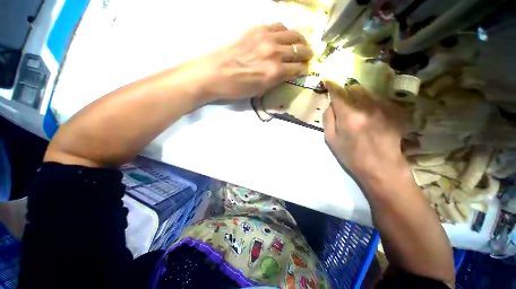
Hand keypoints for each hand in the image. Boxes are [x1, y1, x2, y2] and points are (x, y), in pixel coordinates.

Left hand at [192, 23, 312, 101]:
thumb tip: (286, 73)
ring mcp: (266, 38)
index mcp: (275, 72)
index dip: (304, 69)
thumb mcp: (260, 91)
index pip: (297, 68)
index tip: (305, 70)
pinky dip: (285, 31)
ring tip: (302, 43)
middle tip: (309, 56)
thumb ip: (275, 80)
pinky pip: (278, 26)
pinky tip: (285, 36)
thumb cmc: (237, 88)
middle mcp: (275, 53)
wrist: (215, 73)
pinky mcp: (257, 29)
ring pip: (292, 34)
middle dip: (306, 54)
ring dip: (300, 40)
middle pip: (299, 50)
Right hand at [323, 81, 407, 187]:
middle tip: (345, 103)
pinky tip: (372, 117)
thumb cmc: (351, 156)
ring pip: (368, 93)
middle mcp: (367, 108)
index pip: (338, 93)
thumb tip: (331, 104)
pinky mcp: (396, 111)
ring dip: (360, 98)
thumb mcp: (331, 140)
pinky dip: (372, 103)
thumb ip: (328, 119)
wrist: (382, 168)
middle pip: (355, 88)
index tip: (327, 79)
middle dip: (347, 92)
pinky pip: (379, 99)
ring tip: (359, 113)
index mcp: (349, 116)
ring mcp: (384, 108)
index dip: (332, 84)